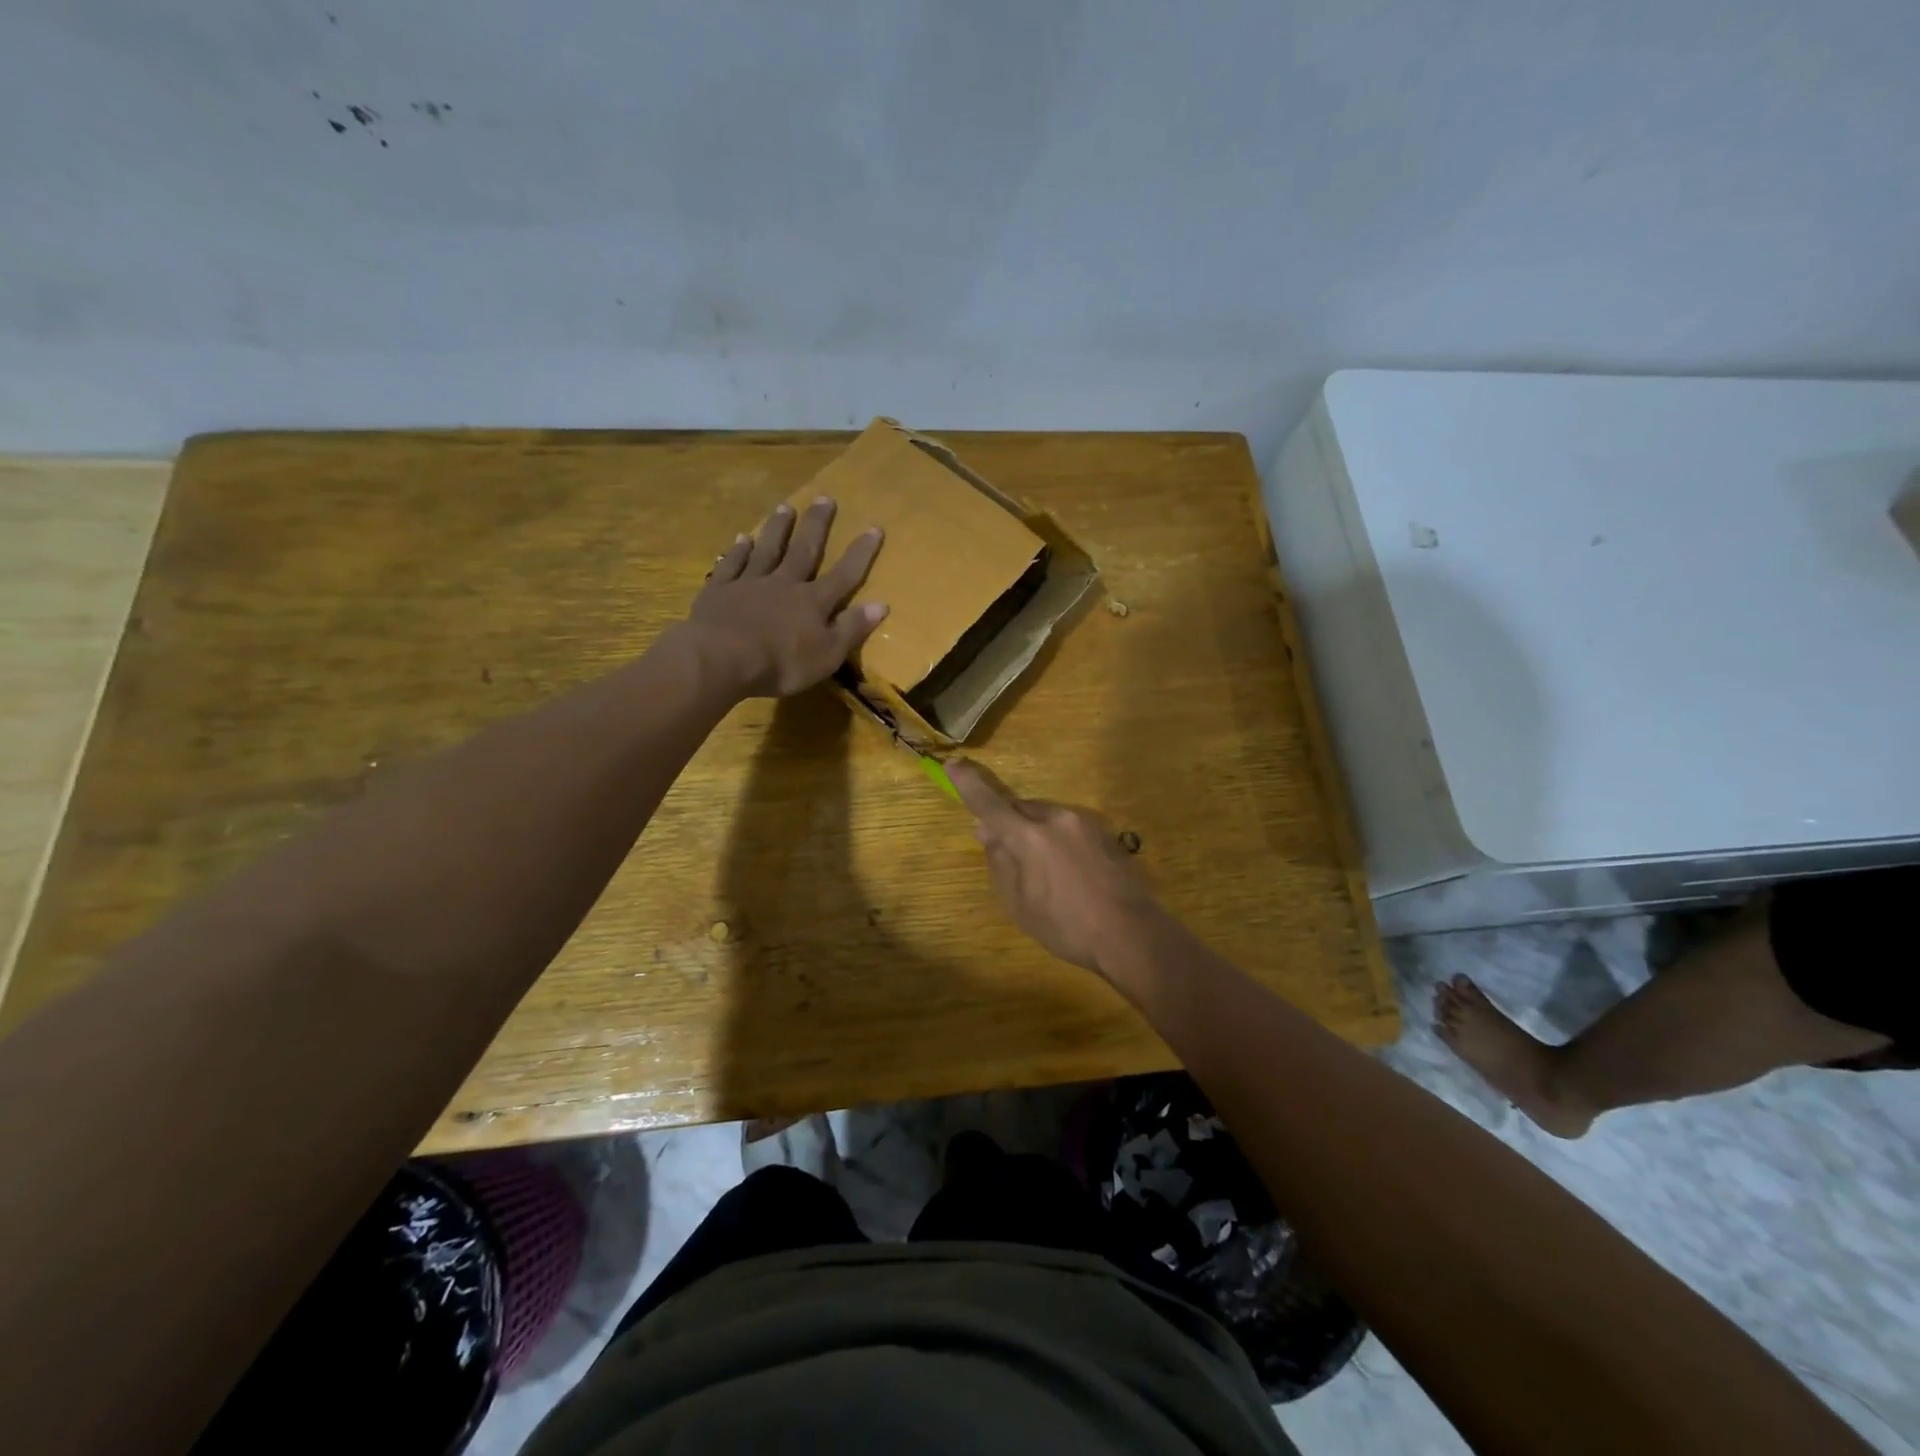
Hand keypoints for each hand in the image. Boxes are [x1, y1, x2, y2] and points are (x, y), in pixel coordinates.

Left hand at [686, 497, 887, 697]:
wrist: (722, 658)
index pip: (844, 574)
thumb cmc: (781, 663)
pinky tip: (742, 538)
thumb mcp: (827, 655)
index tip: (874, 527)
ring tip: (785, 506)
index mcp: (813, 602)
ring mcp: (750, 583)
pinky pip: (732, 564)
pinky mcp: (720, 590)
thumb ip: (852, 628)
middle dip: (817, 525)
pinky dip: (738, 550)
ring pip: (767, 549)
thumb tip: (880, 604)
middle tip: (825, 498)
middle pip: (804, 550)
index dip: (860, 553)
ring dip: (778, 528)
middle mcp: (784, 584)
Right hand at [947, 760, 1164, 976]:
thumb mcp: (1019, 905)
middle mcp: (1057, 818)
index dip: (968, 784)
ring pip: (1047, 816)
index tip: (953, 764)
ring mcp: (1085, 822)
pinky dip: (1059, 840)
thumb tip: (988, 832)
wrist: (1132, 934)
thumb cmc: (1067, 927)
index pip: (989, 804)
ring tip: (1044, 871)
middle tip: (1003, 848)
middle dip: (1008, 821)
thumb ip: (1000, 863)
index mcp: (1029, 837)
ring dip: (1036, 832)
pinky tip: (1069, 872)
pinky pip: (1070, 827)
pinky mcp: (1106, 832)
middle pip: (1021, 808)